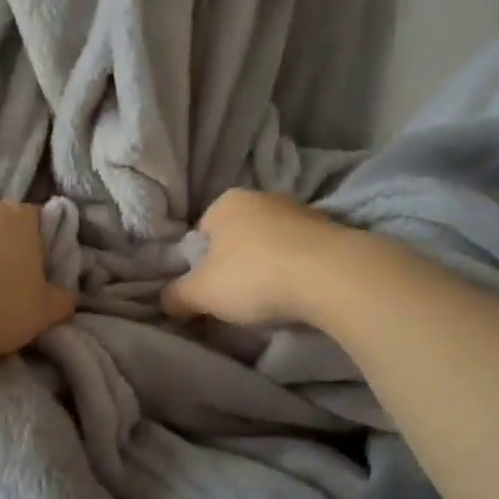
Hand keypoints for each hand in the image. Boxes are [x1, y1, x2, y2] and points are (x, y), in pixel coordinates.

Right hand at [161, 189, 346, 328]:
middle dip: (236, 264)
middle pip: (238, 236)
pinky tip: (300, 294)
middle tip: (237, 299)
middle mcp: (263, 197)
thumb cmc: (254, 276)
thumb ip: (176, 296)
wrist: (332, 276)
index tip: (209, 291)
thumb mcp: (201, 293)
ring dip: (270, 267)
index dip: (200, 264)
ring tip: (272, 301)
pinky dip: (298, 270)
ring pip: (272, 243)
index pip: (201, 232)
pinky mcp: (333, 230)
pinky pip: (302, 253)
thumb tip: (165, 301)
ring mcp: (301, 211)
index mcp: (226, 202)